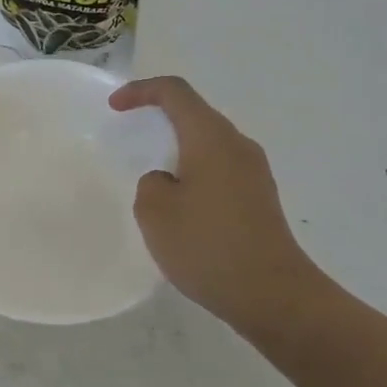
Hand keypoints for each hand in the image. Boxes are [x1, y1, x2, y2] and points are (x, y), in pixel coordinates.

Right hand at [109, 76, 329, 339]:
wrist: (272, 294)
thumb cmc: (207, 246)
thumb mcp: (155, 212)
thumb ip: (151, 184)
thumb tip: (167, 181)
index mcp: (211, 138)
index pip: (175, 93)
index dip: (141, 91)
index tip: (115, 107)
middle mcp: (238, 146)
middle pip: (196, 114)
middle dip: (160, 118)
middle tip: (130, 135)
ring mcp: (254, 172)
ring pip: (209, 143)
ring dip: (178, 148)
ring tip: (152, 174)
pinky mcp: (260, 198)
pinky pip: (220, 168)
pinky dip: (194, 172)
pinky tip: (180, 205)